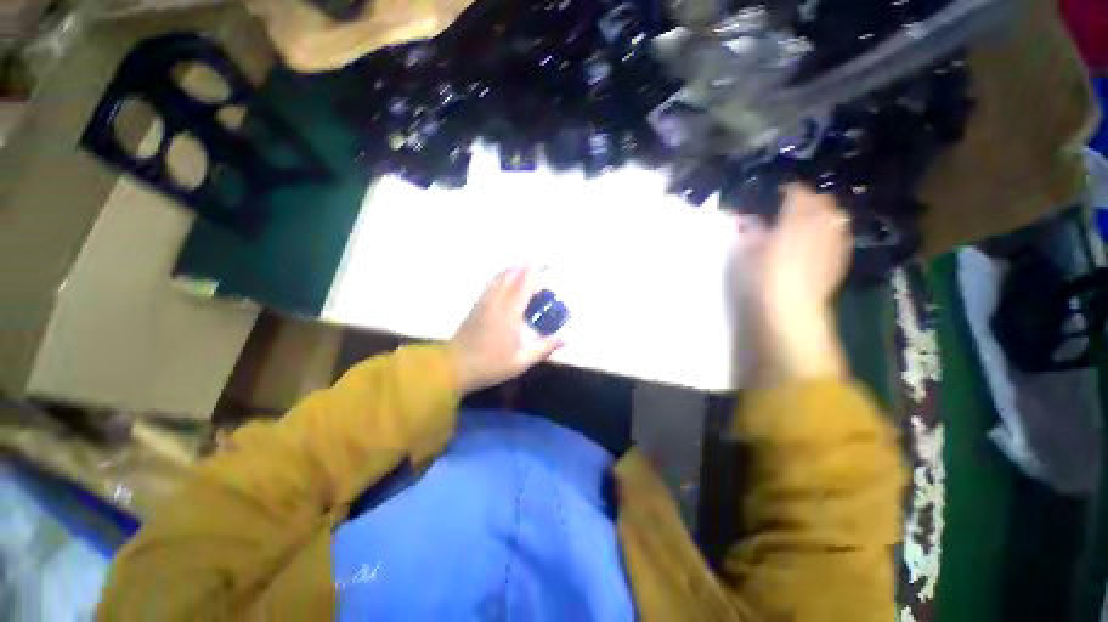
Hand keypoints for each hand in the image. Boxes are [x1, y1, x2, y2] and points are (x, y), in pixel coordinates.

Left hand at [449, 266, 563, 393]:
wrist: (454, 367)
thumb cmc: (490, 365)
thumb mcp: (520, 361)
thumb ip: (543, 348)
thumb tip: (563, 340)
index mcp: (509, 314)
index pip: (522, 286)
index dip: (532, 274)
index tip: (541, 265)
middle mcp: (496, 303)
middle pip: (509, 277)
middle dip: (522, 268)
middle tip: (534, 265)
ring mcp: (483, 303)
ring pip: (498, 279)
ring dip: (510, 270)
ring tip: (521, 266)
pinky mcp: (475, 307)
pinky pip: (490, 285)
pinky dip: (499, 277)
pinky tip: (503, 279)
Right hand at [739, 184, 851, 381]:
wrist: (789, 312)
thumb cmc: (761, 279)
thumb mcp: (744, 252)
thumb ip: (749, 231)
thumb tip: (749, 220)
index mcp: (798, 217)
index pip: (797, 191)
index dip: (785, 191)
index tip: (772, 196)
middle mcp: (823, 224)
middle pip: (822, 201)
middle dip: (807, 201)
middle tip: (787, 210)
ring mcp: (836, 242)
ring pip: (834, 217)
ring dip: (820, 216)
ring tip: (802, 226)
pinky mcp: (840, 260)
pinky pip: (838, 236)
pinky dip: (827, 234)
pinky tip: (814, 245)